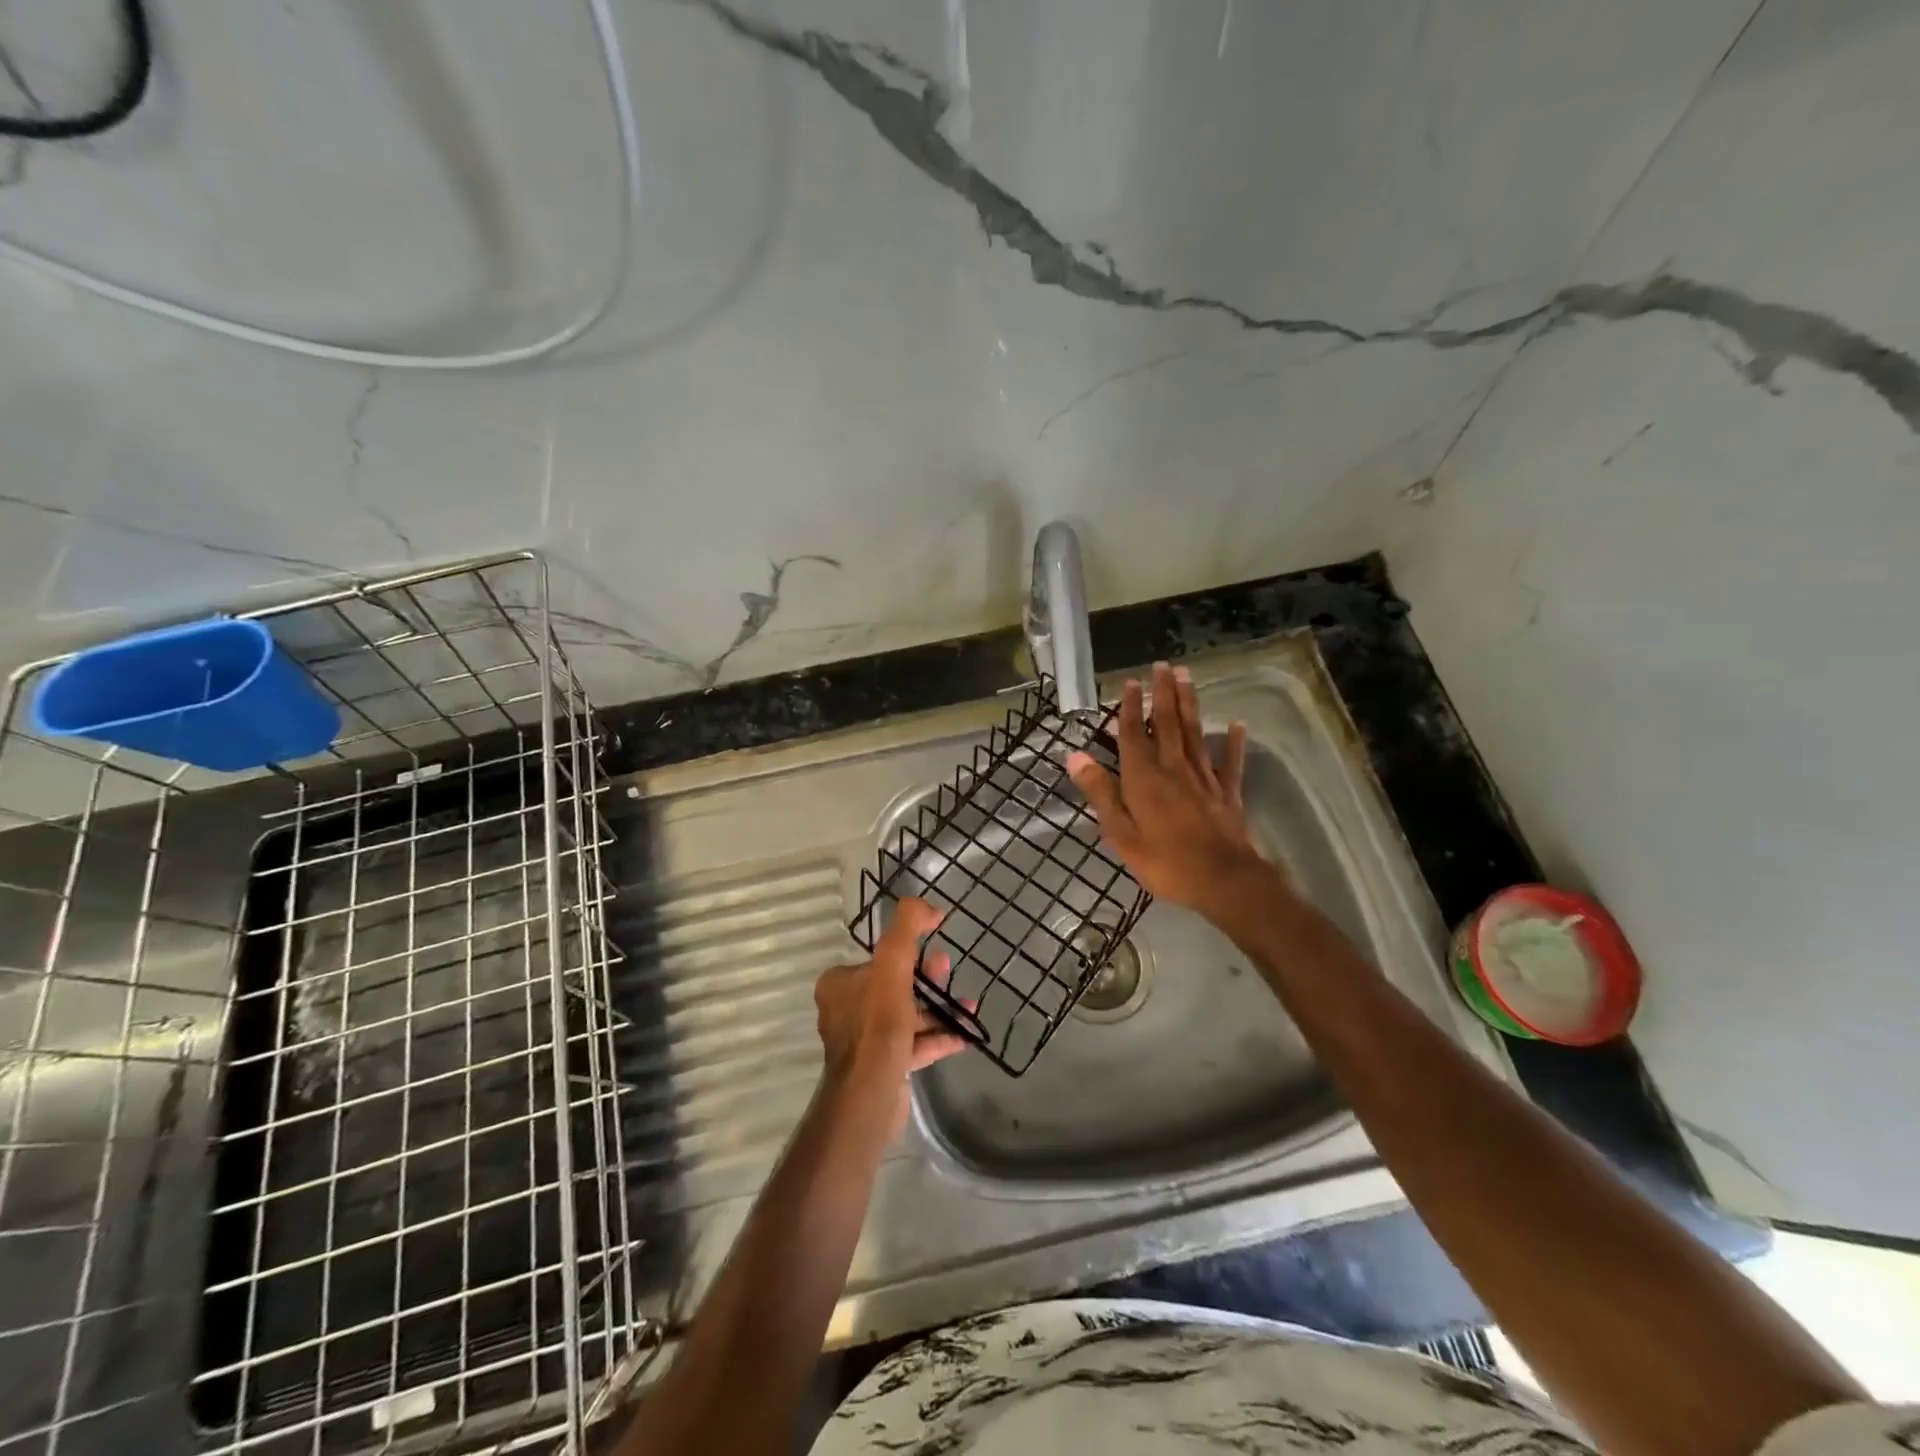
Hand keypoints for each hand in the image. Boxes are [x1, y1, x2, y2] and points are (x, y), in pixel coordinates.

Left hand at [815, 898, 969, 1134]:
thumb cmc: (877, 1025)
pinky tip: (965, 1033)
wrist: (869, 1096)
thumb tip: (929, 907)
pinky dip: (938, 1036)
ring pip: (907, 1015)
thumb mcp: (892, 964)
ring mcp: (865, 1041)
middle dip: (927, 978)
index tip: (934, 951)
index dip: (908, 954)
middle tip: (949, 971)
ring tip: (968, 1004)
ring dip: (938, 1009)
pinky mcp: (883, 1066)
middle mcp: (846, 1010)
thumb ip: (906, 928)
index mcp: (839, 984)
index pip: (878, 960)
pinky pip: (915, 1043)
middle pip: (894, 985)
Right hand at [1065, 661, 1267, 921]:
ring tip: (1187, 677)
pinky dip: (1233, 743)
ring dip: (1189, 704)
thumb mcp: (1120, 833)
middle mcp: (1173, 769)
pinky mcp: (1227, 794)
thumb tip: (1075, 756)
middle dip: (1163, 694)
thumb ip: (1100, 792)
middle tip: (1163, 665)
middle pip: (1167, 724)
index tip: (1130, 682)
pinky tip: (1236, 725)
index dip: (1130, 708)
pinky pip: (1230, 763)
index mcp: (1144, 778)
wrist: (1223, 881)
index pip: (1133, 735)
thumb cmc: (1165, 861)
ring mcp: (1203, 779)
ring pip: (1194, 734)